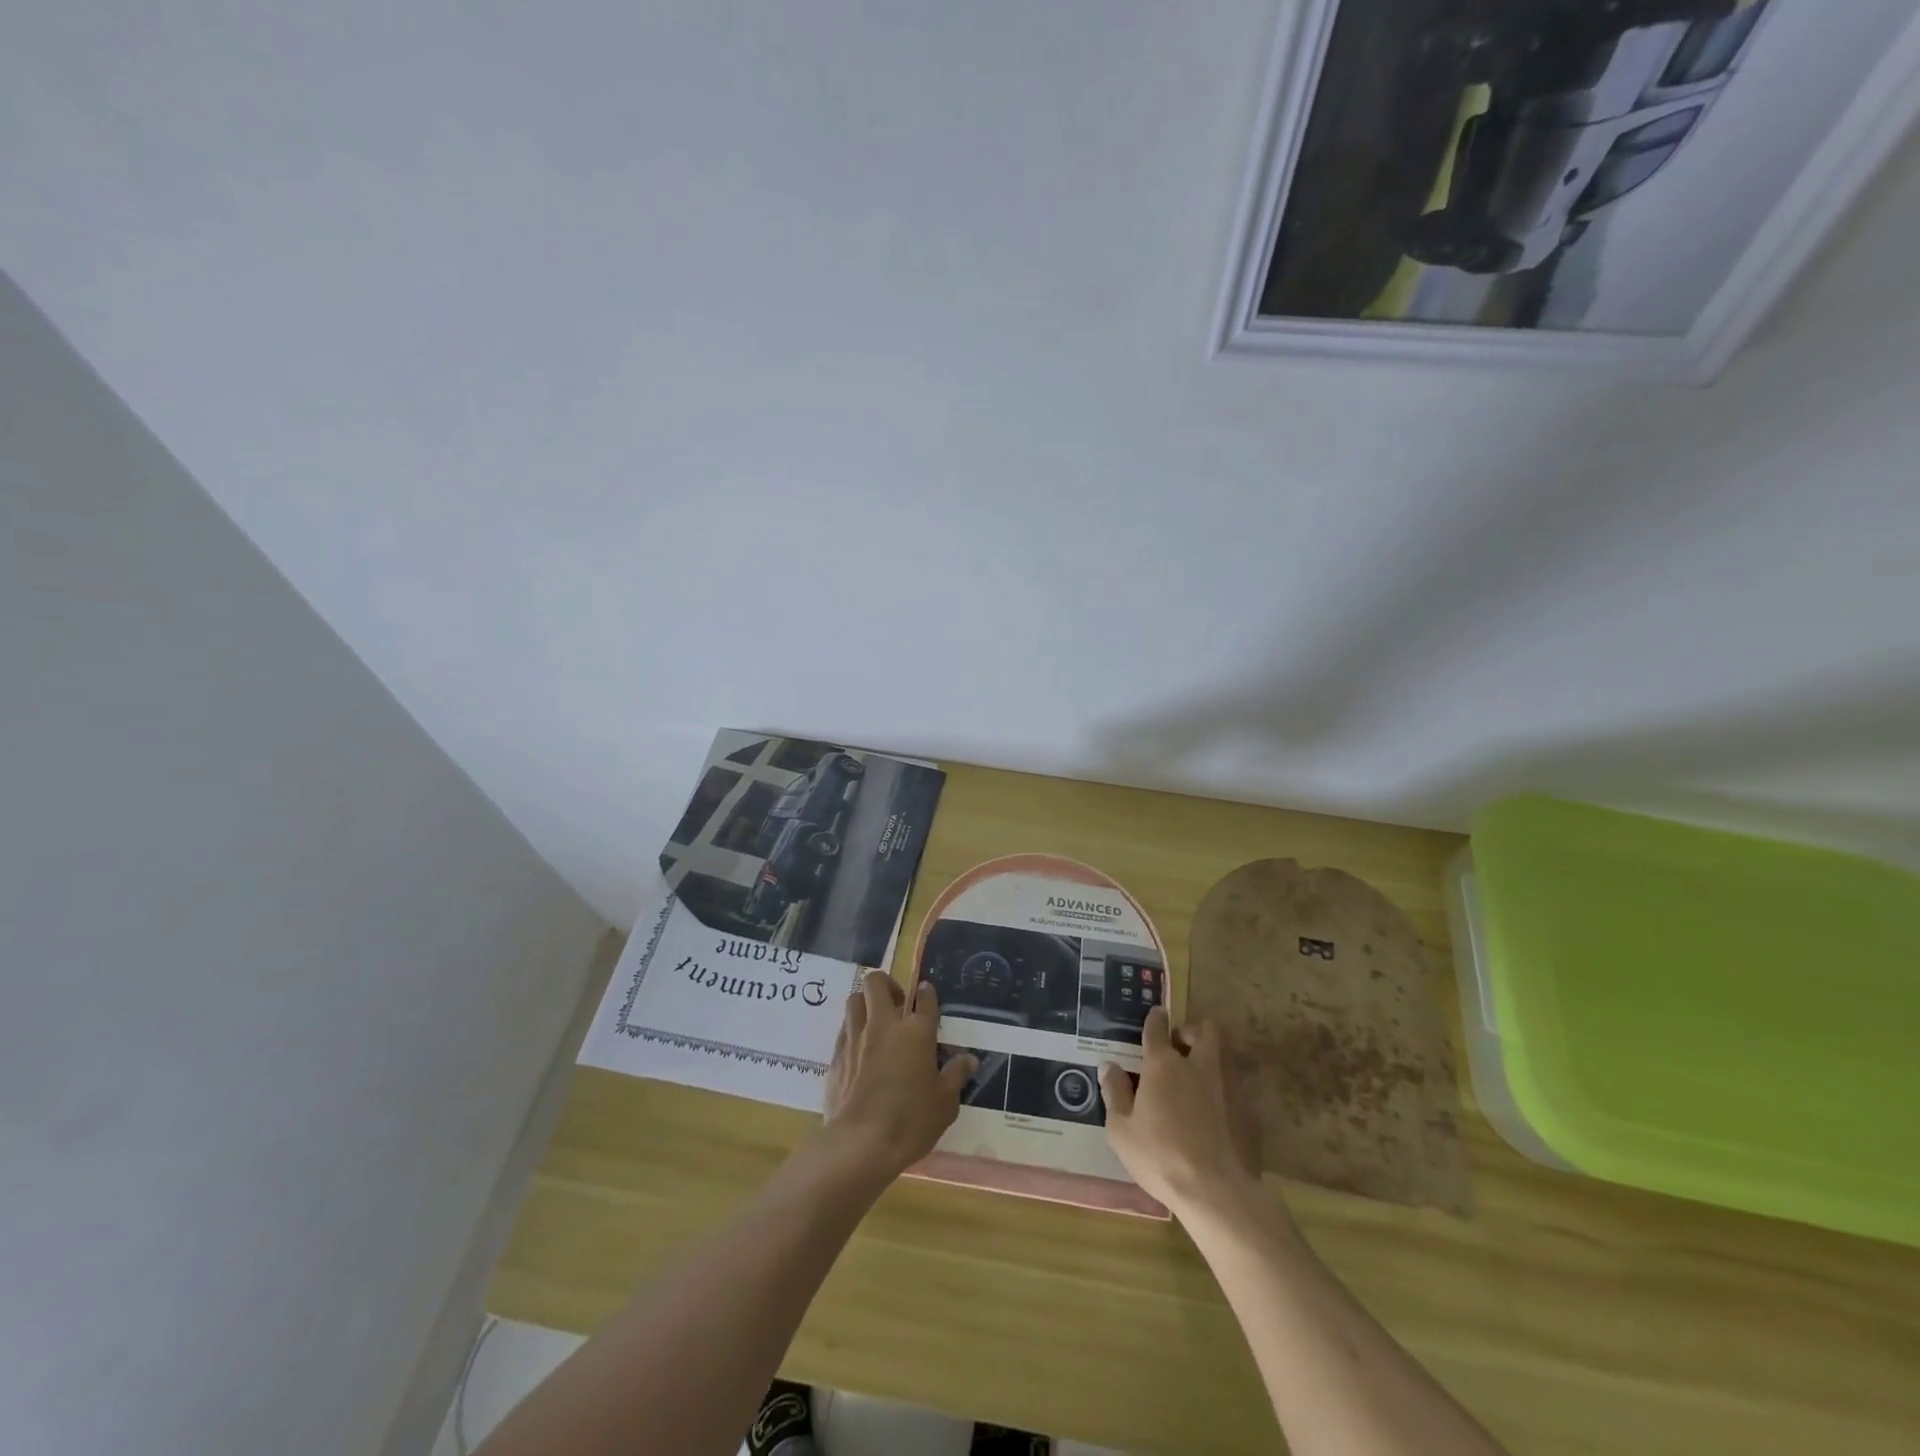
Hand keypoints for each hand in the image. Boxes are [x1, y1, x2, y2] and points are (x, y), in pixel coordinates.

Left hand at [822, 972, 974, 1180]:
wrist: (860, 1143)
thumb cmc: (910, 1121)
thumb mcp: (944, 1103)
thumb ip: (955, 1076)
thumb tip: (968, 1059)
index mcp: (916, 1032)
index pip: (924, 999)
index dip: (927, 993)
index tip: (926, 993)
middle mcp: (884, 1025)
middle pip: (876, 983)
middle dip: (886, 984)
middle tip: (896, 1003)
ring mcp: (856, 1038)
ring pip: (854, 1000)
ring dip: (865, 1003)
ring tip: (874, 1020)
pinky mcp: (836, 1056)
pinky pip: (843, 1029)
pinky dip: (852, 1029)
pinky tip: (859, 1048)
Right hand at [1100, 1009, 1268, 1225]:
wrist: (1215, 1191)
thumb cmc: (1160, 1156)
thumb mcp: (1121, 1130)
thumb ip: (1115, 1093)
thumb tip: (1109, 1065)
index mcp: (1162, 1064)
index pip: (1157, 1028)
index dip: (1154, 1019)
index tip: (1154, 1016)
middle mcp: (1195, 1065)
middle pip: (1202, 1030)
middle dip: (1190, 1031)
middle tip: (1177, 1046)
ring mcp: (1223, 1085)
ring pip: (1220, 1052)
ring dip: (1207, 1053)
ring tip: (1192, 1073)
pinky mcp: (1242, 1108)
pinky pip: (1229, 1081)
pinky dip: (1218, 1084)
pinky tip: (1207, 1105)